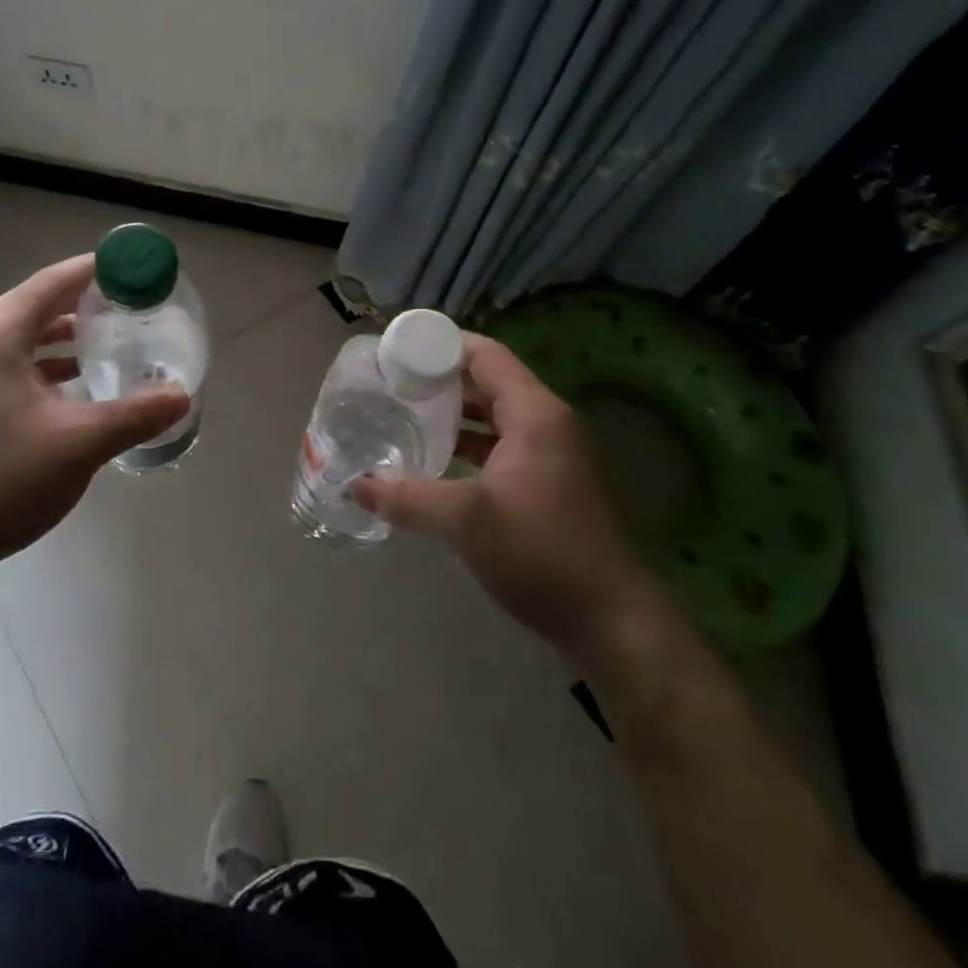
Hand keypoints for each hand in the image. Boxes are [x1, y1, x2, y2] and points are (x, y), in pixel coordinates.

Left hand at [0, 255, 190, 576]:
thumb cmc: (1, 481)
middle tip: (127, 306)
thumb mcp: (79, 444)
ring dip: (61, 338)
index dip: (92, 271)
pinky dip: (42, 366)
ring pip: (19, 339)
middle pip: (33, 306)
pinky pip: (7, 365)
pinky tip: (71, 387)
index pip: (50, 284)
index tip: (129, 267)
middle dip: (81, 303)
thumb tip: (182, 397)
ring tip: (106, 343)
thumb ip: (135, 415)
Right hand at [353, 333, 661, 665]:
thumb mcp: (464, 521)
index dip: (440, 346)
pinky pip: (504, 446)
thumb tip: (356, 485)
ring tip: (406, 416)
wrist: (611, 621)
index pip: (485, 355)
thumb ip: (406, 498)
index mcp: (535, 414)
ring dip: (455, 415)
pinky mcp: (552, 484)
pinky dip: (471, 445)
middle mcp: (548, 424)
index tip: (397, 351)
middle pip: (489, 382)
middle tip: (393, 384)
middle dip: (441, 381)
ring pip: (496, 417)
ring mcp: (554, 455)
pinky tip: (438, 461)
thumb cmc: (539, 552)